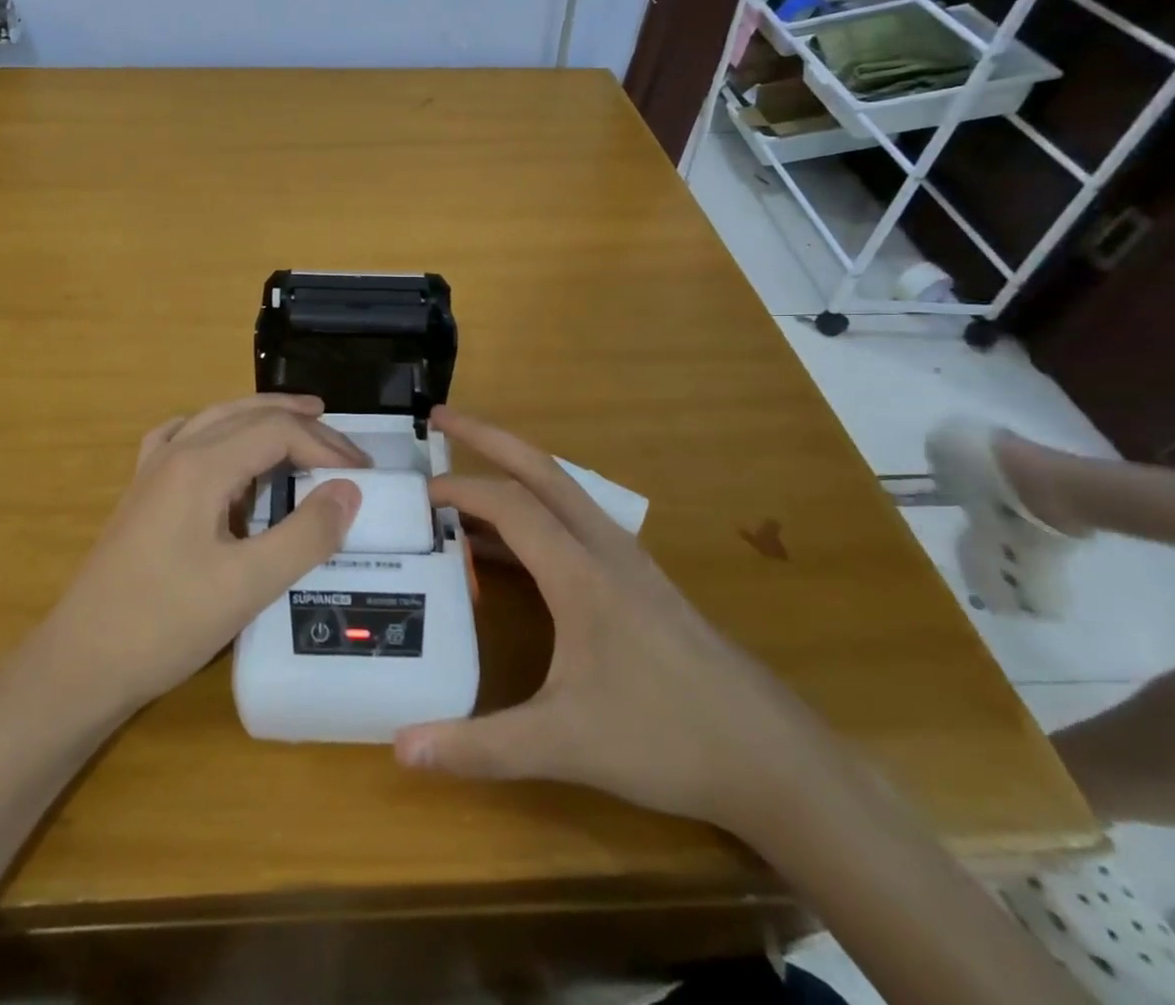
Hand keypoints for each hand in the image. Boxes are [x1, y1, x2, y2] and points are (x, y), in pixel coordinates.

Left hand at [32, 394, 367, 716]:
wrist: (80, 662)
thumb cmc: (164, 623)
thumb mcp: (247, 585)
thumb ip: (304, 535)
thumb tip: (350, 490)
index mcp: (201, 465)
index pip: (277, 431)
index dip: (326, 447)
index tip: (363, 477)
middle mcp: (176, 452)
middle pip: (249, 416)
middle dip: (302, 425)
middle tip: (346, 448)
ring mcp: (153, 470)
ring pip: (217, 418)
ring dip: (263, 417)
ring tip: (302, 421)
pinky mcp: (143, 492)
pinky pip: (185, 438)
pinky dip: (218, 430)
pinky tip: (224, 445)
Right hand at [393, 409, 816, 833]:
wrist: (773, 759)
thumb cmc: (667, 739)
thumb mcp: (566, 745)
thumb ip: (482, 747)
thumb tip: (402, 749)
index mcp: (582, 573)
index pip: (510, 505)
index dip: (460, 489)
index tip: (417, 492)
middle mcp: (605, 550)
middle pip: (542, 469)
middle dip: (488, 436)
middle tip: (442, 416)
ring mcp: (628, 563)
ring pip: (563, 492)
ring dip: (514, 471)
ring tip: (467, 478)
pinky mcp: (641, 583)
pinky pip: (577, 524)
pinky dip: (536, 512)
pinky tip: (514, 548)